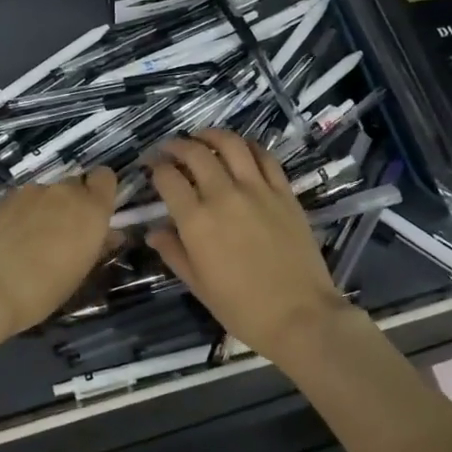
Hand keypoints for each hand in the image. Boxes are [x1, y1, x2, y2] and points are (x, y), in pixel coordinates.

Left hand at [0, 168, 118, 344]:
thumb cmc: (41, 290)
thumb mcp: (78, 274)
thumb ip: (96, 247)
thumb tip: (108, 235)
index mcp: (90, 209)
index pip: (105, 177)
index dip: (101, 191)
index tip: (95, 213)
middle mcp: (62, 192)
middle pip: (74, 185)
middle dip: (72, 203)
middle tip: (63, 234)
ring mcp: (29, 192)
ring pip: (45, 194)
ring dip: (44, 210)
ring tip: (30, 242)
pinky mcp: (1, 199)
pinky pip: (20, 202)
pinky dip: (20, 216)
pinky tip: (7, 241)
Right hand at [143, 131, 354, 360]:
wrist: (300, 316)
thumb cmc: (242, 308)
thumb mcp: (198, 285)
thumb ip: (174, 252)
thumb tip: (154, 231)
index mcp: (196, 221)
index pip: (167, 178)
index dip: (155, 168)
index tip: (151, 168)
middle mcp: (224, 196)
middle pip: (196, 153)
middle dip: (177, 146)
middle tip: (170, 149)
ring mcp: (257, 190)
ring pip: (231, 144)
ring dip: (211, 135)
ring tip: (202, 137)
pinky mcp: (284, 192)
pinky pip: (265, 157)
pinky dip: (249, 147)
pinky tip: (241, 150)